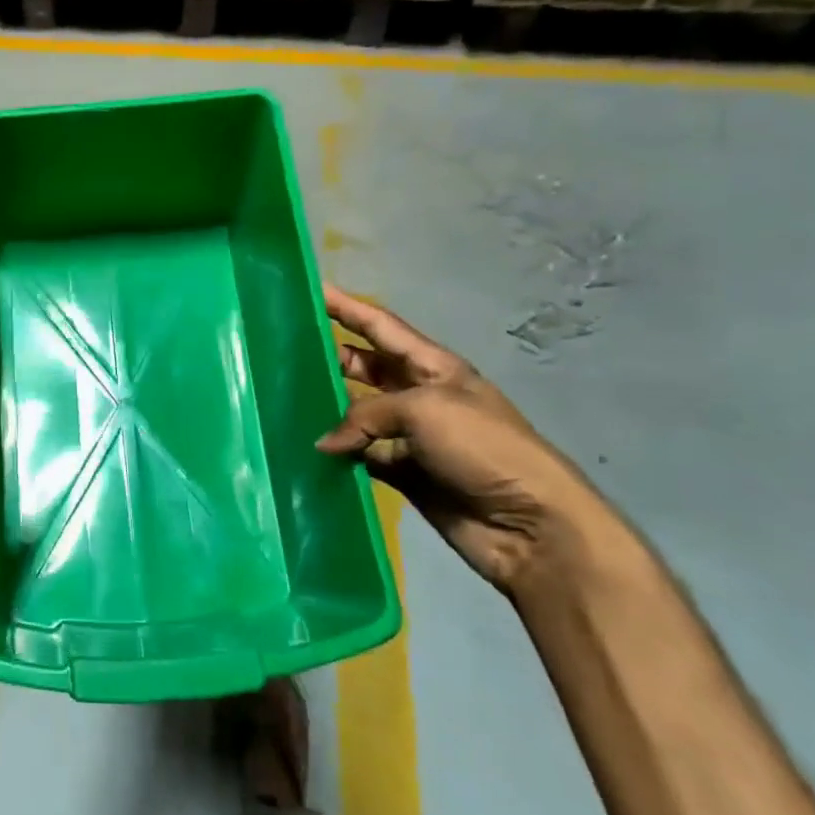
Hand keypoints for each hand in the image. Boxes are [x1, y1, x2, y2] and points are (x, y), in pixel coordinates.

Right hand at [316, 284, 609, 595]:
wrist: (529, 524)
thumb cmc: (482, 447)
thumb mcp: (424, 410)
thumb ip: (365, 415)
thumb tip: (325, 443)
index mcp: (433, 367)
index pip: (381, 326)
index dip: (347, 307)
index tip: (311, 290)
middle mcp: (419, 395)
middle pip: (366, 366)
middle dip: (331, 355)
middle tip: (285, 350)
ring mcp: (411, 436)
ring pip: (358, 413)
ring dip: (329, 407)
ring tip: (285, 400)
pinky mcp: (404, 472)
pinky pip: (362, 454)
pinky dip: (340, 453)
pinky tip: (310, 450)